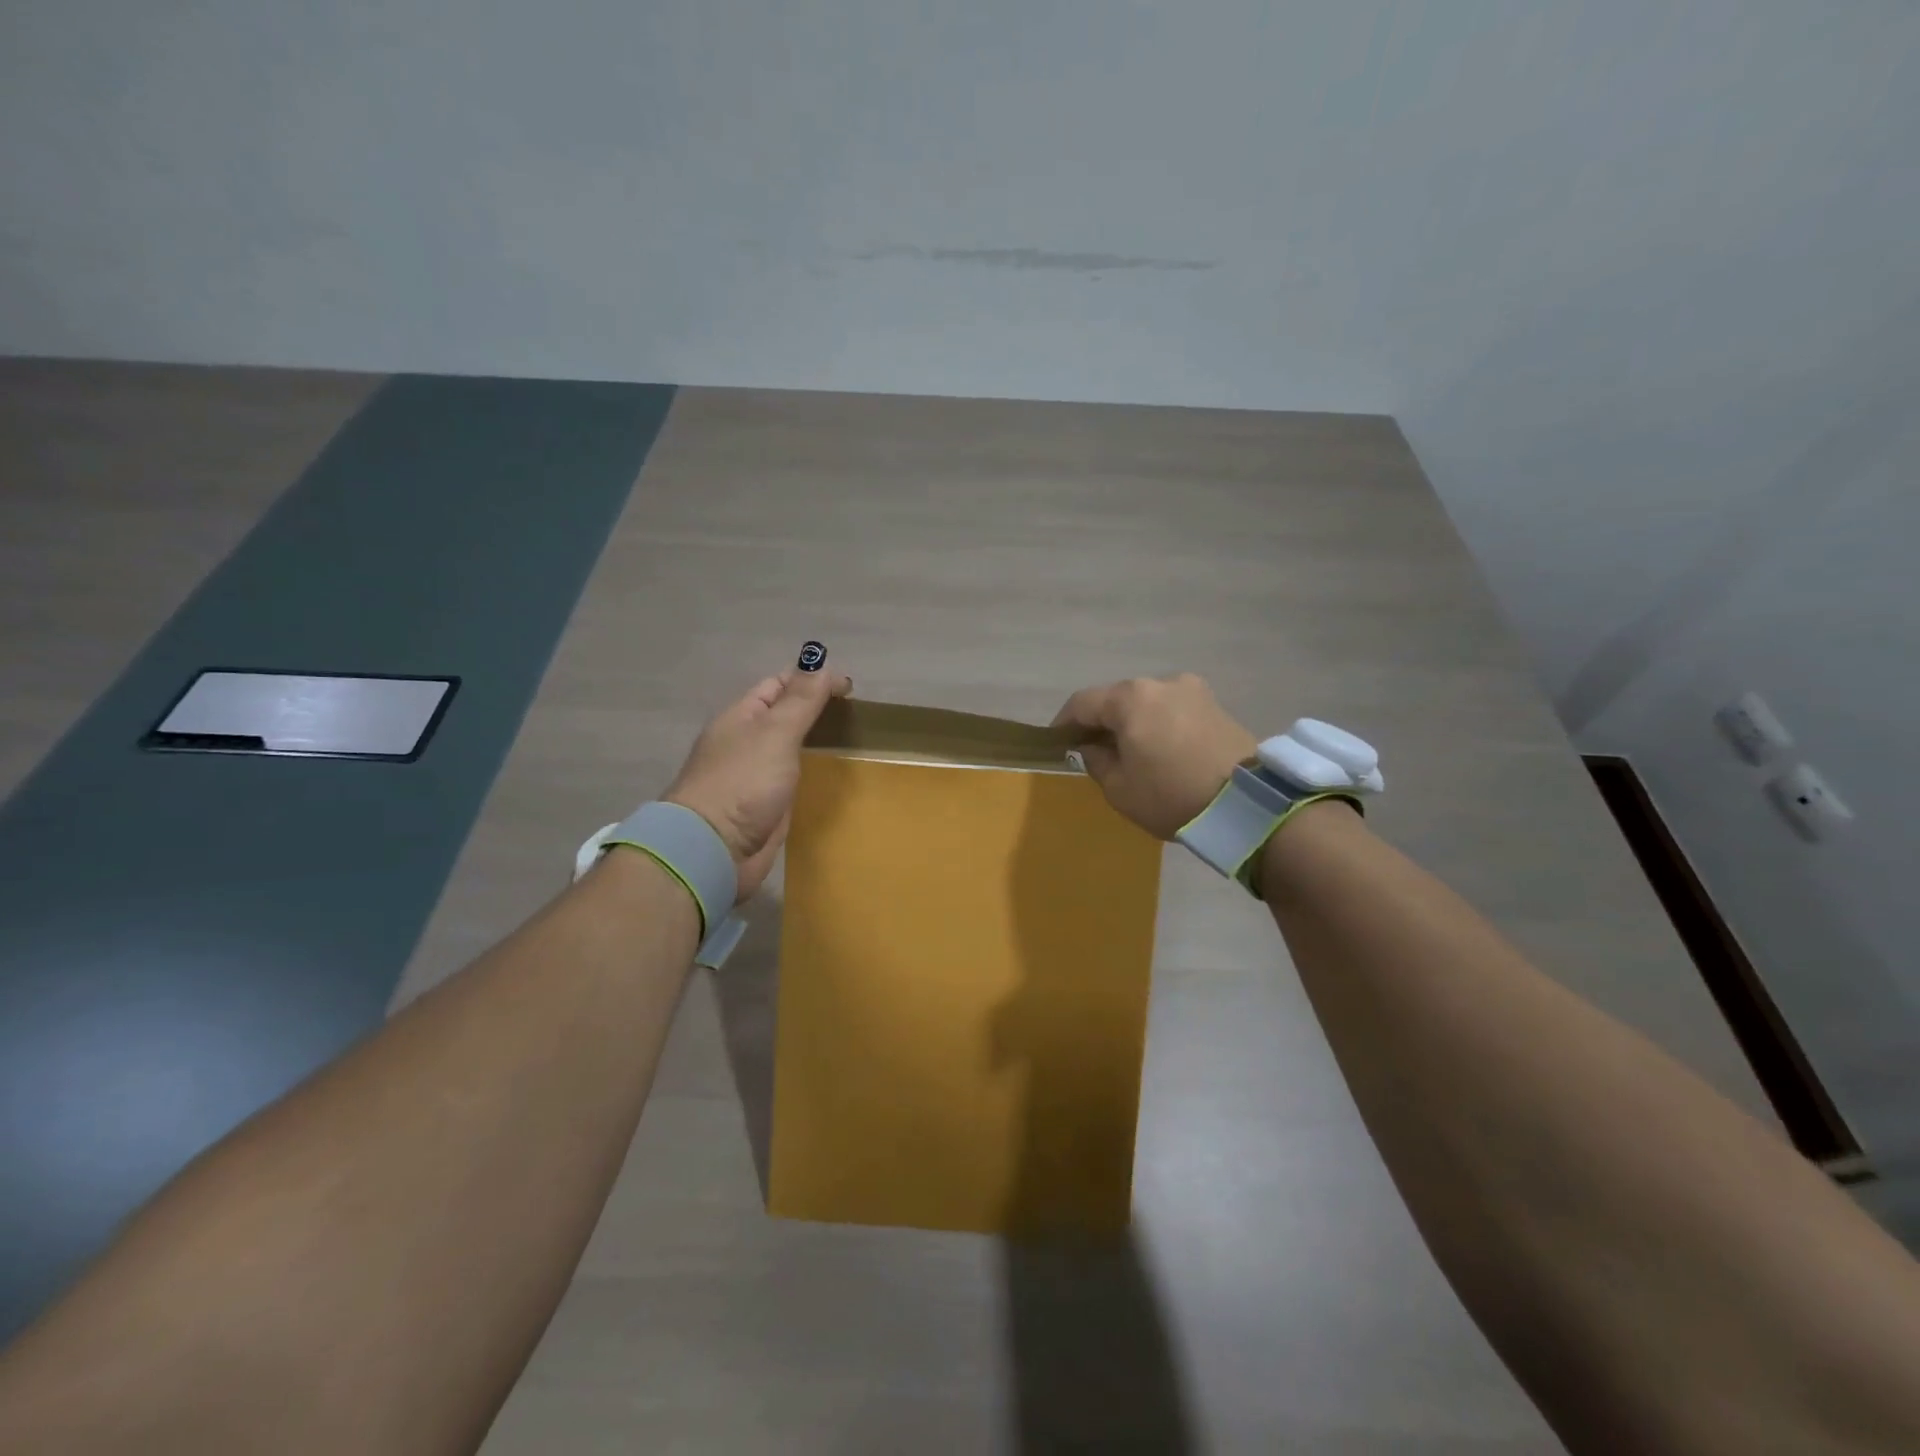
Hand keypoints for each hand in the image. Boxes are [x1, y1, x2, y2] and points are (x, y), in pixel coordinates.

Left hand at [664, 649, 851, 899]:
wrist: (713, 849)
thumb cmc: (743, 783)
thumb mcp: (776, 733)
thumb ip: (801, 700)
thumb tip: (821, 663)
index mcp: (741, 716)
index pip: (779, 685)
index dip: (812, 679)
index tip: (849, 688)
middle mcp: (745, 742)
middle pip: (784, 716)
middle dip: (815, 710)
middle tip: (855, 715)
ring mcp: (753, 776)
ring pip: (789, 749)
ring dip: (814, 742)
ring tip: (851, 740)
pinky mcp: (764, 805)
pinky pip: (791, 779)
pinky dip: (810, 773)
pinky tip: (831, 775)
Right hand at [1051, 673, 1255, 839]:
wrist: (1247, 804)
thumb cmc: (1171, 795)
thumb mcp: (1119, 788)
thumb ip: (1096, 761)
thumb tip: (1094, 746)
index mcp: (1130, 698)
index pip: (1082, 703)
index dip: (1064, 722)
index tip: (1057, 743)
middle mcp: (1160, 683)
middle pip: (1117, 699)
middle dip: (1102, 722)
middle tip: (1095, 751)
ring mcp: (1192, 690)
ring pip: (1147, 703)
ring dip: (1134, 723)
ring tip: (1133, 753)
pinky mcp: (1215, 705)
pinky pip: (1174, 710)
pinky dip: (1160, 725)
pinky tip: (1163, 751)